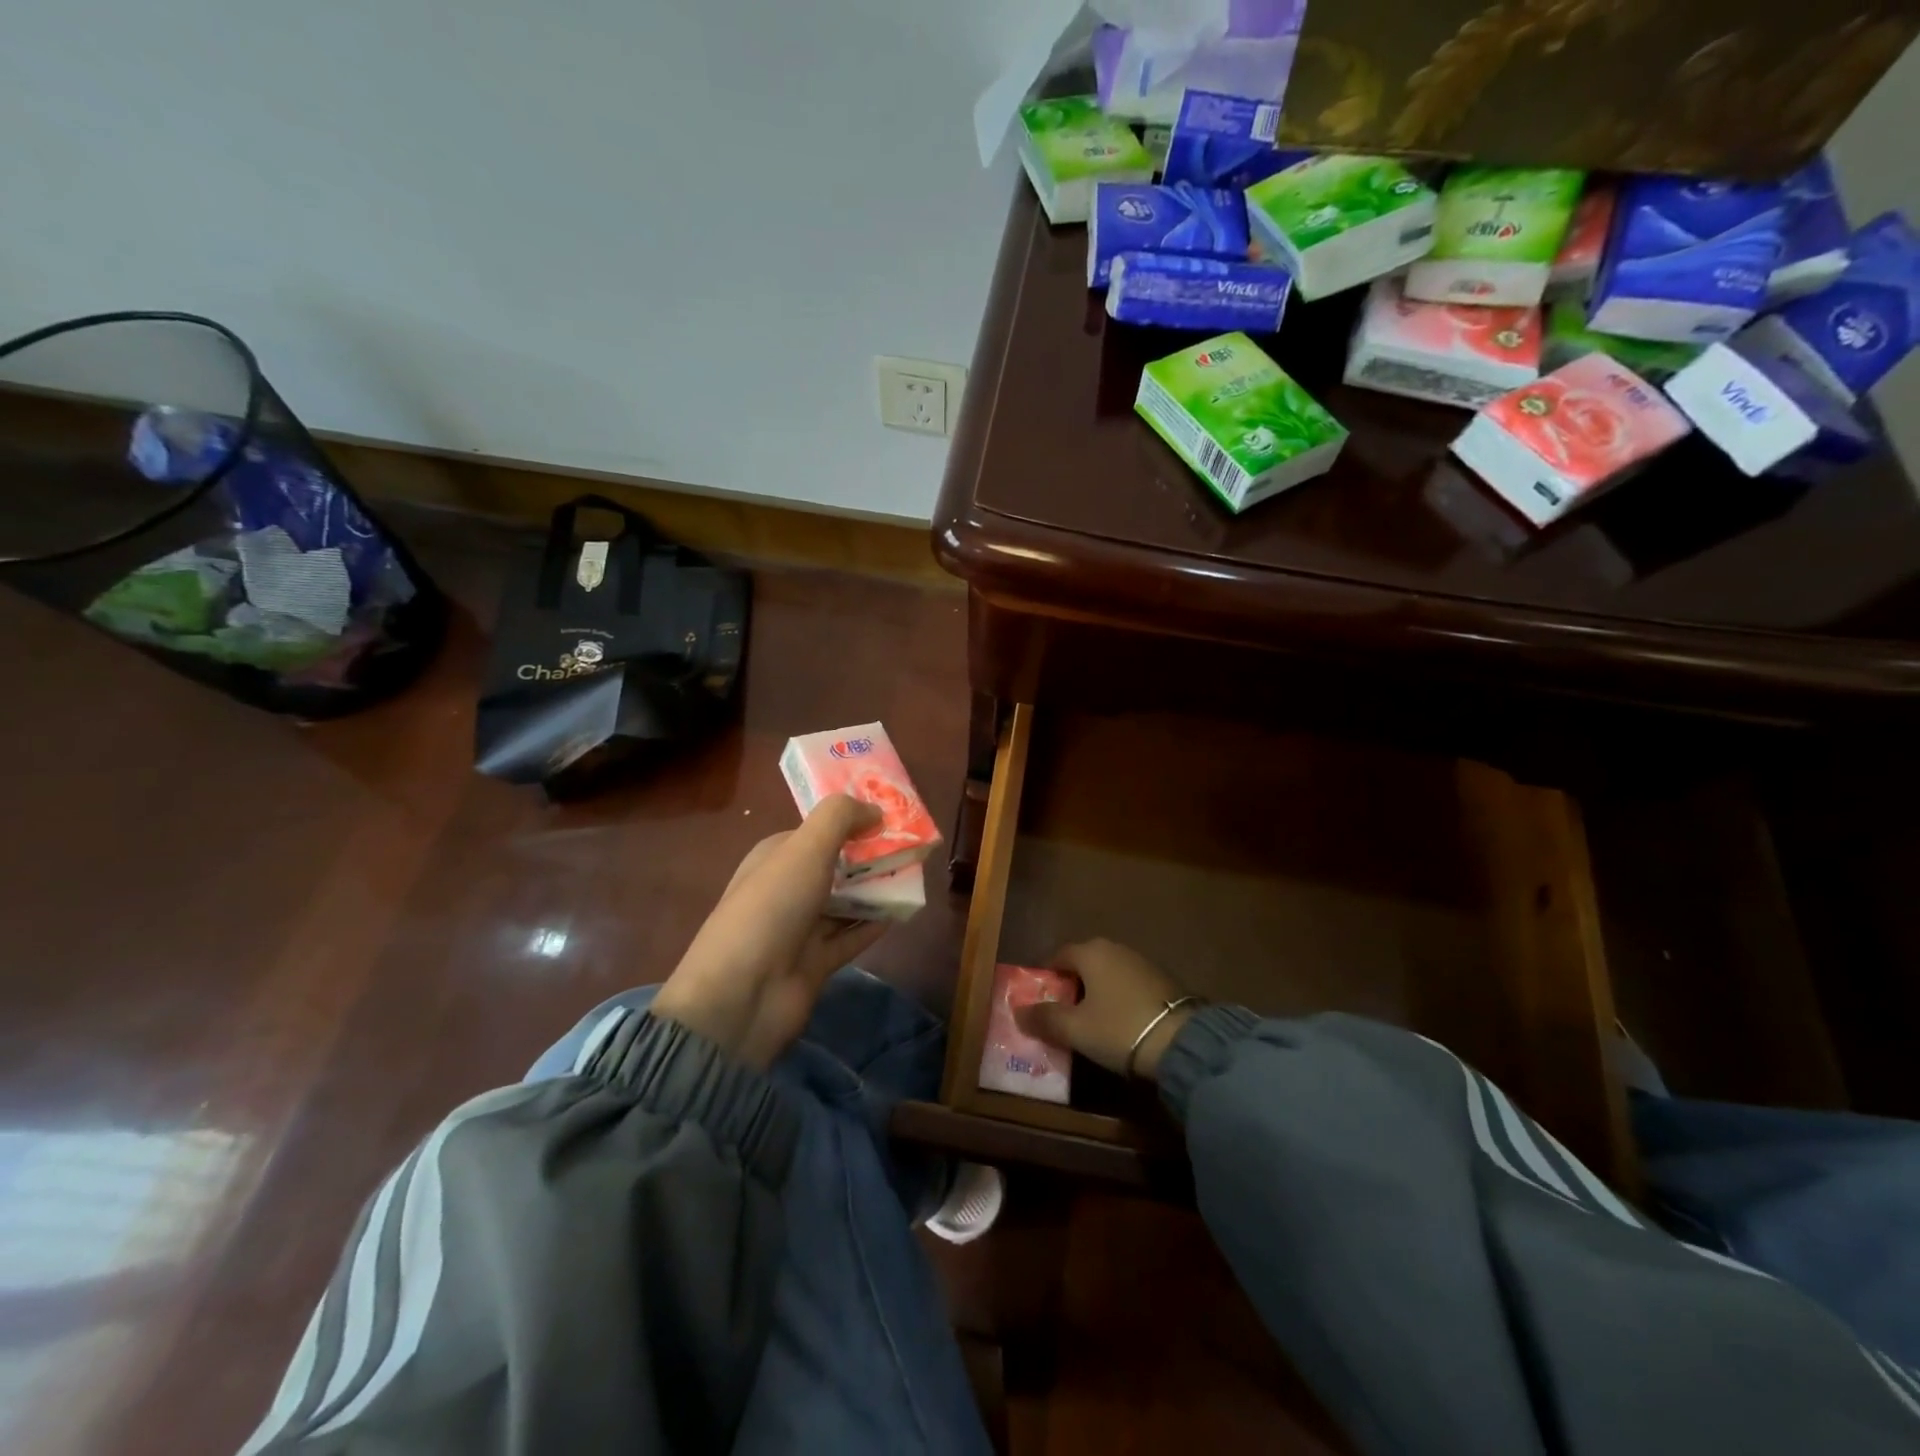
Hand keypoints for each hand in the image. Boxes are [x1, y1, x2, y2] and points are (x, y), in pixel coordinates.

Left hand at [651, 796, 889, 1068]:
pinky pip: (852, 937)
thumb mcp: (805, 848)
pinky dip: (875, 924)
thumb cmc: (772, 908)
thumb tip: (875, 809)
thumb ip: (840, 818)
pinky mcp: (816, 962)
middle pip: (835, 866)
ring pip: (846, 901)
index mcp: (774, 858)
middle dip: (869, 855)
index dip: (850, 821)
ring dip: (876, 889)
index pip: (815, 831)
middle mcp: (786, 889)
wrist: (743, 994)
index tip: (889, 814)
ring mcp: (800, 929)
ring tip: (916, 872)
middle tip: (912, 845)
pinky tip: (904, 910)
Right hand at [1013, 939, 1194, 1080]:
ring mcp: (1142, 962)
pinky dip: (1118, 999)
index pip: (1058, 956)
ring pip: (1107, 975)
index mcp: (1091, 952)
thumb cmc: (1119, 1028)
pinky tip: (1119, 1023)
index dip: (1045, 978)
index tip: (1039, 1002)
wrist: (1183, 1042)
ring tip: (1089, 1023)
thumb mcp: (1075, 1029)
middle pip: (1083, 964)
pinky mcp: (1163, 981)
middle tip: (1061, 1015)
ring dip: (1096, 994)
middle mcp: (1115, 948)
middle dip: (1070, 986)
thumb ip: (1044, 1018)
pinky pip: (1128, 985)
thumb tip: (1019, 1012)